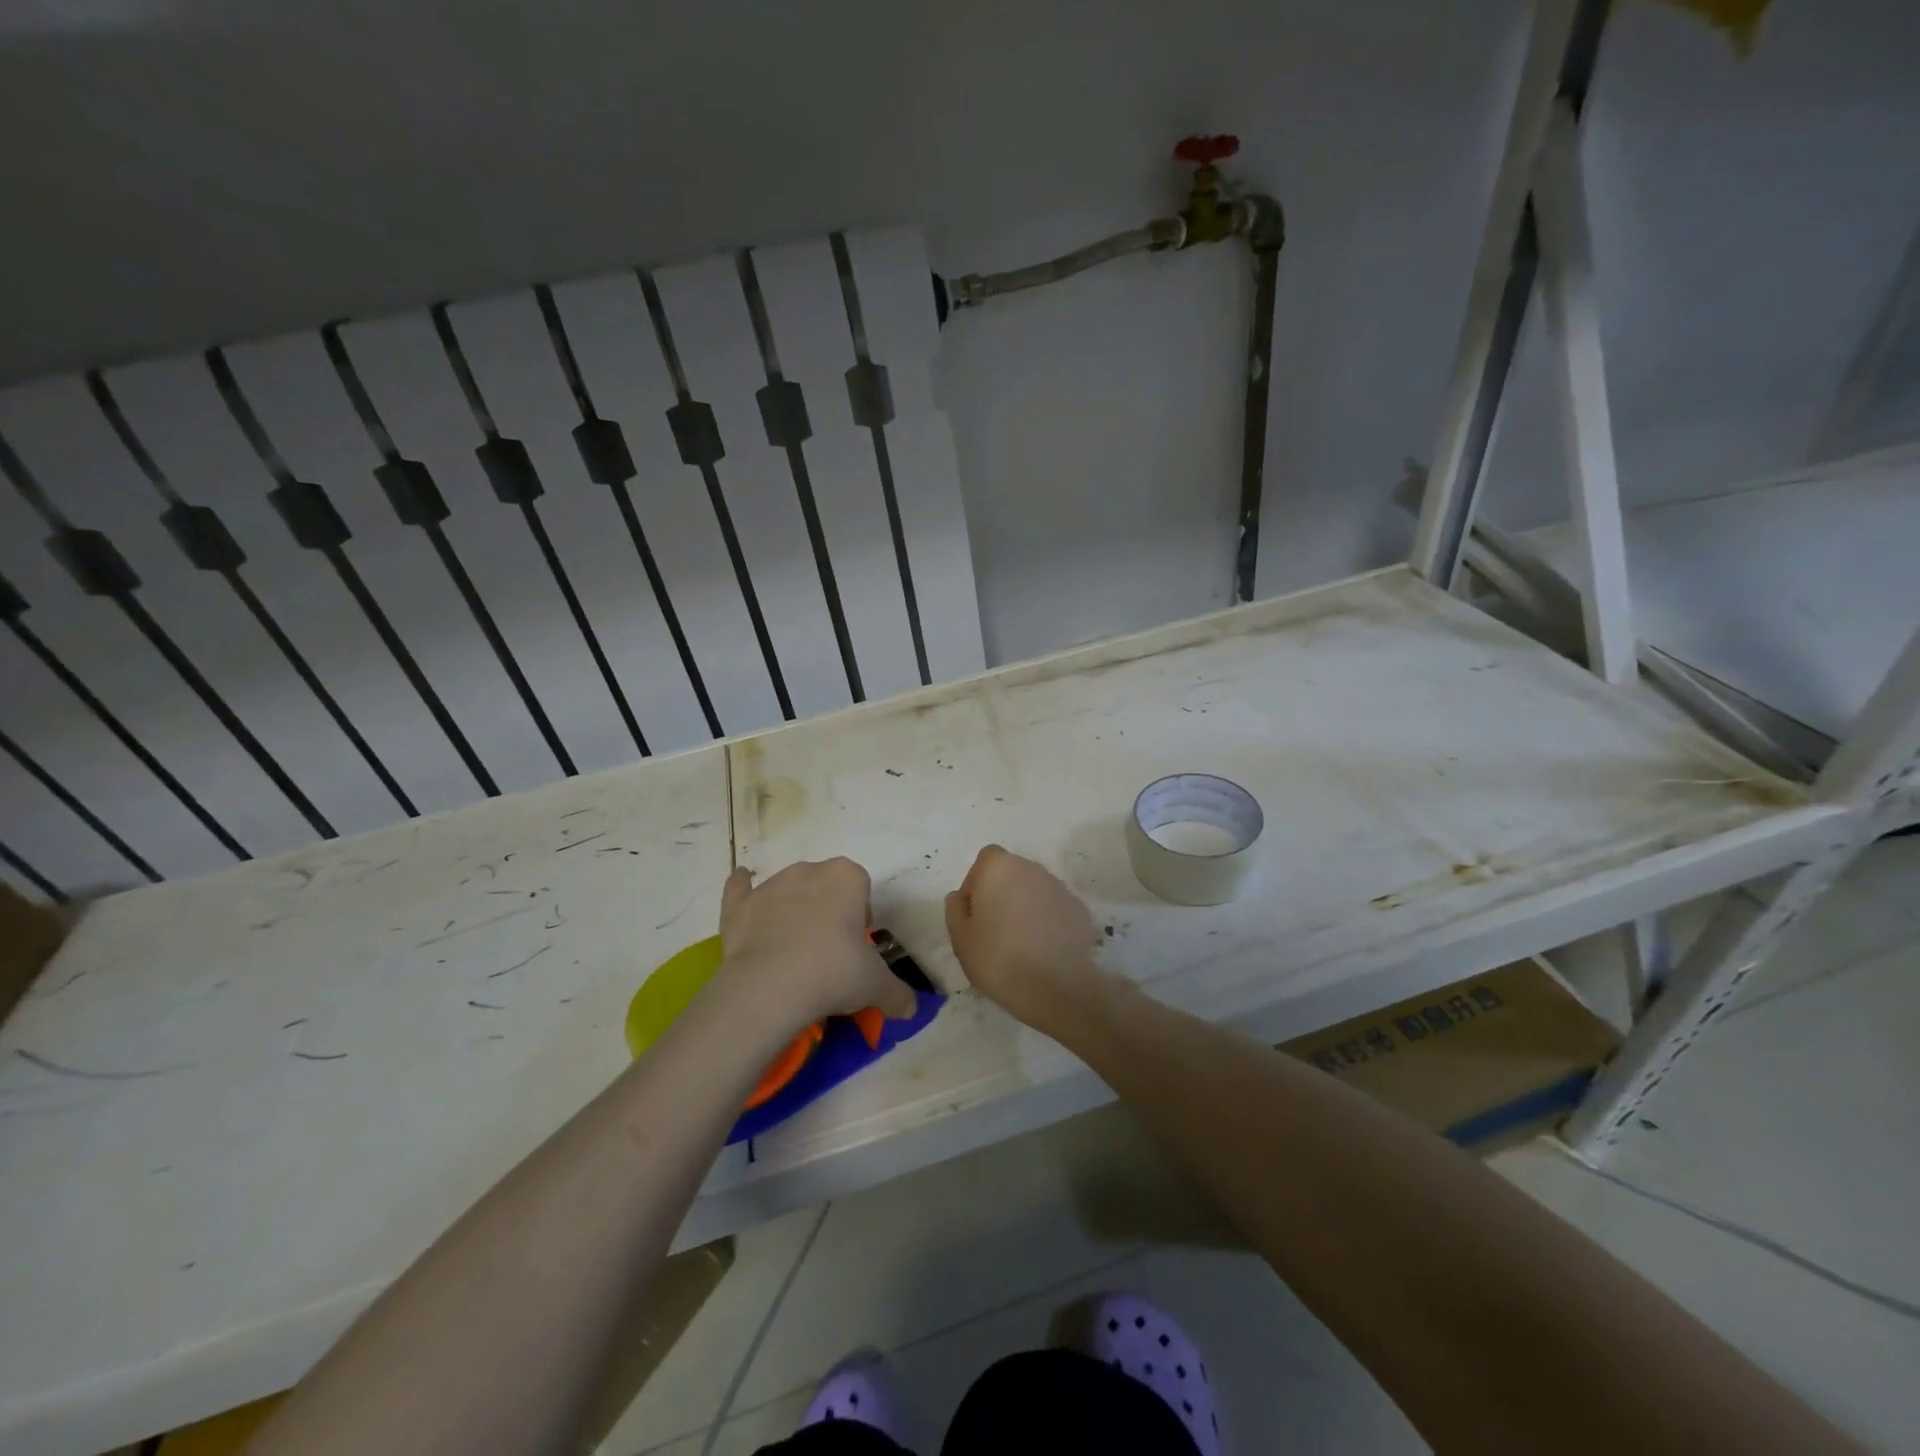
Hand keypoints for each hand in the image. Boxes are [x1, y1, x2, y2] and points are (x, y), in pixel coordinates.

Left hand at [716, 858, 917, 1026]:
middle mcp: (809, 871)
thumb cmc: (834, 973)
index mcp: (847, 877)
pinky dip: (742, 890)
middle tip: (829, 954)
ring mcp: (771, 885)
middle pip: (825, 886)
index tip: (856, 948)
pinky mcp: (739, 905)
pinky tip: (744, 892)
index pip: (861, 888)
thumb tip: (910, 1008)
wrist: (771, 987)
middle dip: (828, 911)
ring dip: (793, 910)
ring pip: (788, 890)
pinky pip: (740, 888)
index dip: (860, 916)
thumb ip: (897, 993)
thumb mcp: (876, 986)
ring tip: (793, 953)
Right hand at [945, 845, 1103, 1029]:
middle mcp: (1032, 869)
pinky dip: (1047, 921)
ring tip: (1021, 943)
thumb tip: (961, 897)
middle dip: (1002, 894)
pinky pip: (1054, 909)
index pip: (985, 860)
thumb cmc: (998, 958)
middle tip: (994, 931)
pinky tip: (1043, 950)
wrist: (1056, 986)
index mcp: (1000, 868)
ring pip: (1034, 890)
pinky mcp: (1079, 910)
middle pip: (1011, 873)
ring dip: (1025, 907)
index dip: (977, 883)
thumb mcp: (960, 938)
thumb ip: (955, 909)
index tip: (975, 913)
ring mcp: (1060, 888)